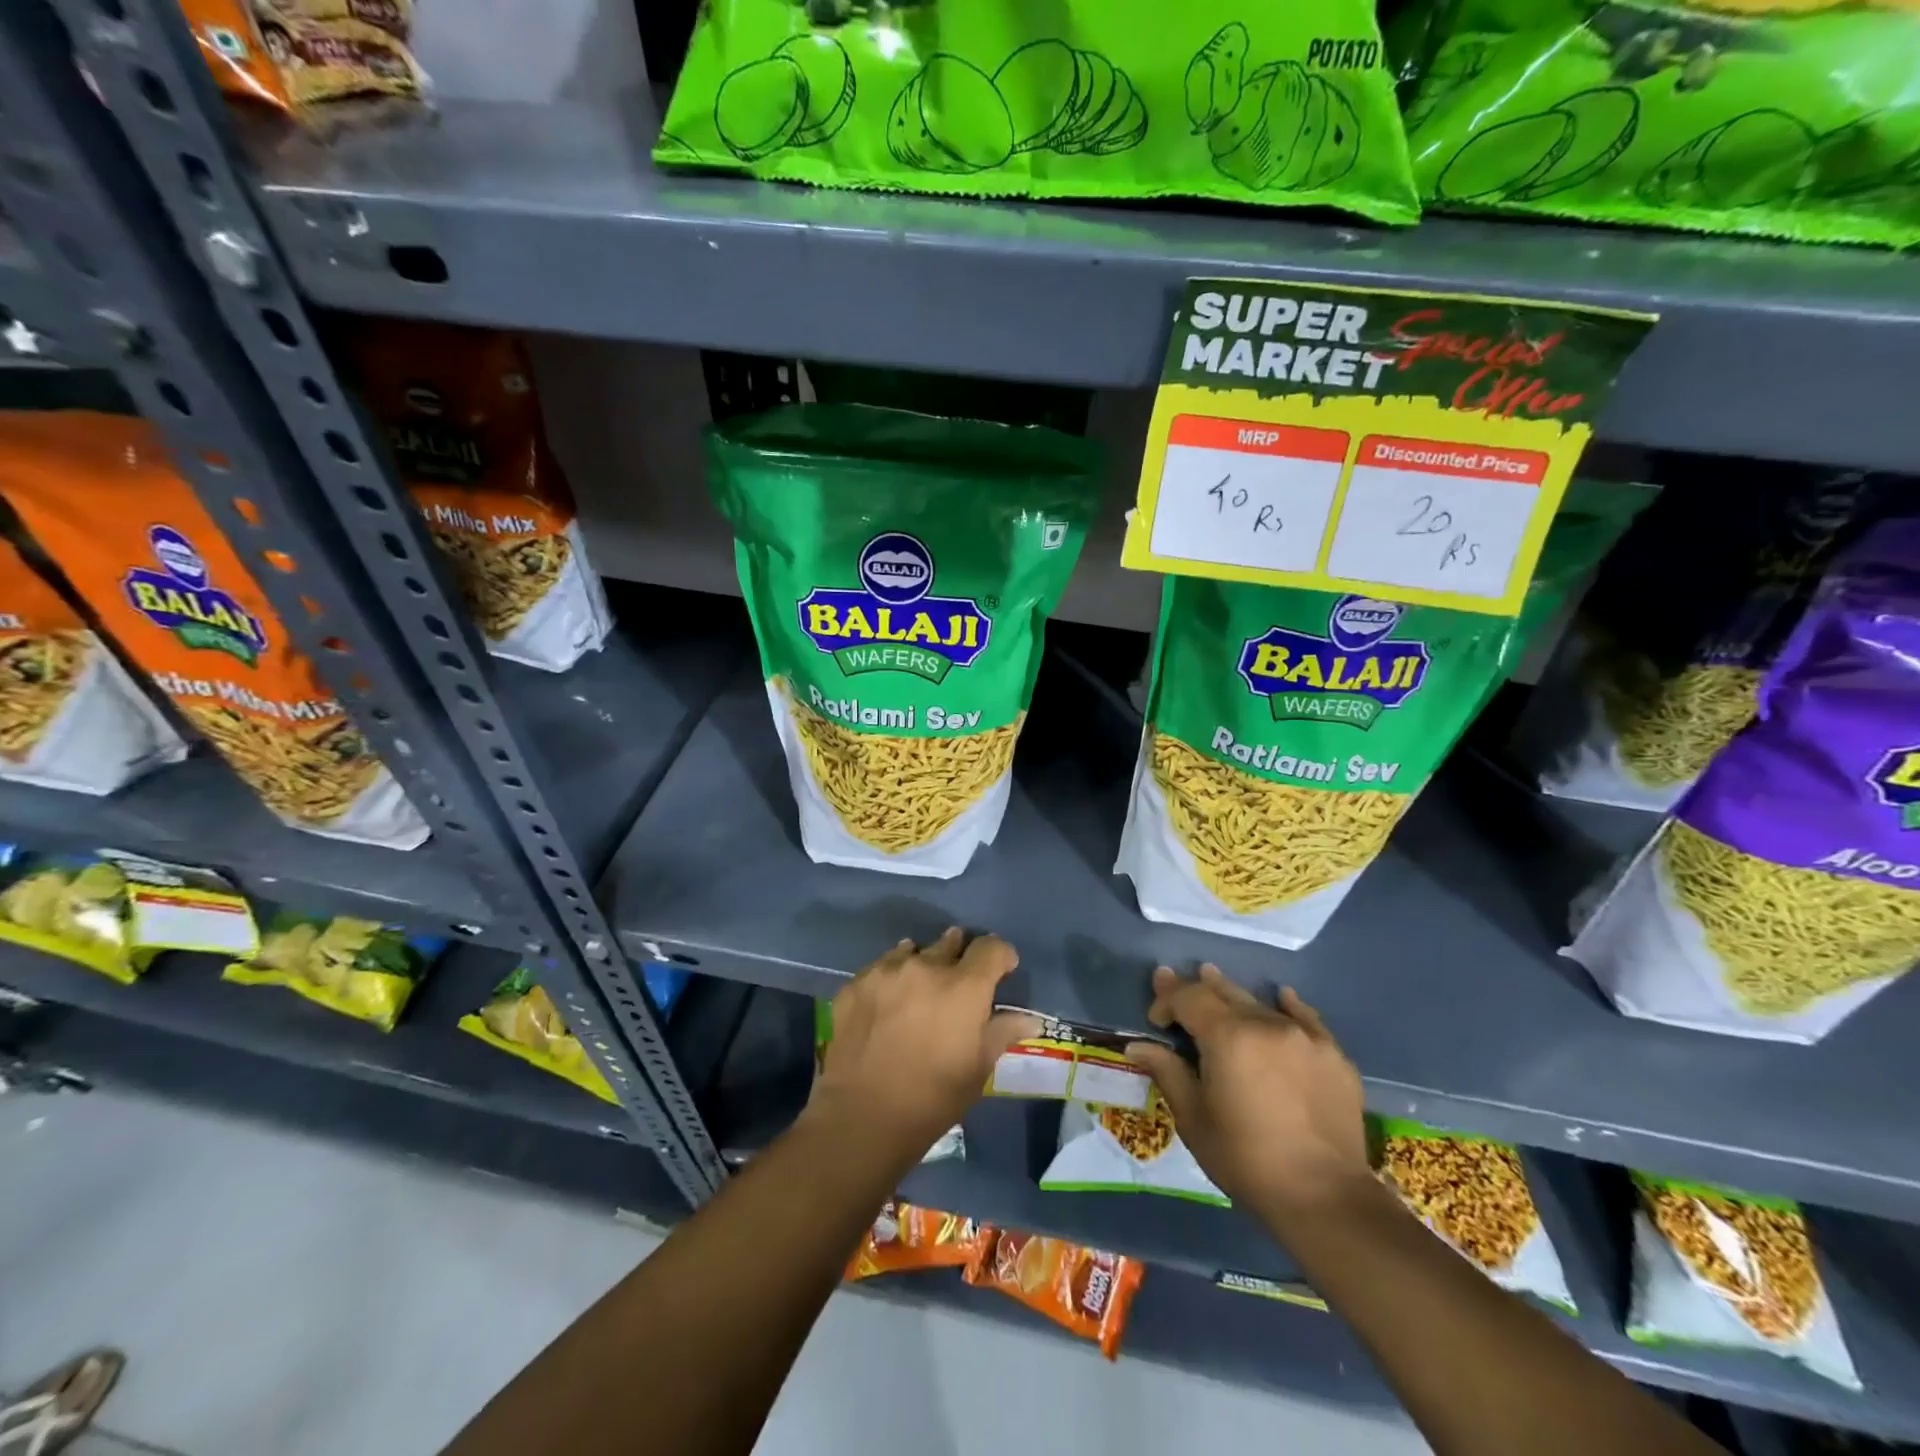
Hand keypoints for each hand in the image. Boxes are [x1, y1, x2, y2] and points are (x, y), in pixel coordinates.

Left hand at [808, 929, 1039, 1167]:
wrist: (862, 1118)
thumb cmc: (932, 1098)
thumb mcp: (978, 1069)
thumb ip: (1003, 1032)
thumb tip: (1030, 1019)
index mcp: (963, 986)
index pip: (991, 947)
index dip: (1001, 956)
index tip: (1001, 972)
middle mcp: (926, 966)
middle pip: (951, 942)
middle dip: (960, 957)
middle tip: (957, 984)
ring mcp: (885, 971)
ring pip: (912, 950)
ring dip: (922, 964)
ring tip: (919, 991)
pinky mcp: (855, 983)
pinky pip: (880, 968)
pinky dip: (890, 979)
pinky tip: (886, 1005)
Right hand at [1126, 965, 1367, 1222]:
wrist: (1326, 1198)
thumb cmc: (1247, 1160)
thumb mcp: (1194, 1119)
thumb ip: (1167, 1072)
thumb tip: (1138, 1046)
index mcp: (1228, 1036)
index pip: (1189, 998)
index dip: (1166, 1000)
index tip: (1155, 1018)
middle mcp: (1266, 1024)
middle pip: (1223, 992)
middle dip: (1195, 989)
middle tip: (1175, 984)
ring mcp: (1304, 1037)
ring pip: (1259, 1002)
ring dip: (1233, 994)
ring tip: (1214, 980)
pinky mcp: (1333, 1055)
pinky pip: (1306, 1018)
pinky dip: (1287, 1005)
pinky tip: (1281, 997)